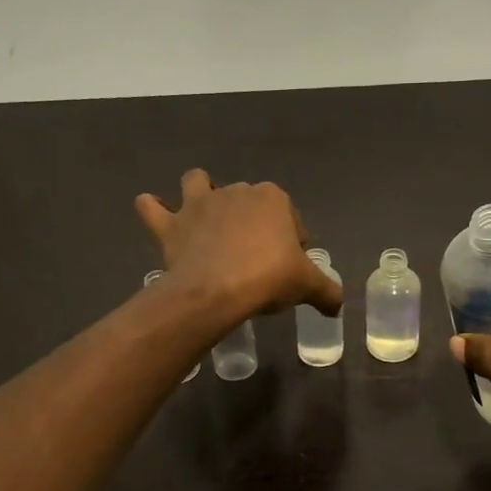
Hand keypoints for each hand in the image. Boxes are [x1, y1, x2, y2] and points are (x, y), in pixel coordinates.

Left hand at [136, 170, 342, 324]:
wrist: (217, 290)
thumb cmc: (268, 278)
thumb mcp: (307, 286)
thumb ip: (327, 292)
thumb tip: (338, 307)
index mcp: (273, 198)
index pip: (290, 219)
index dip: (292, 243)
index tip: (288, 268)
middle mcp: (236, 191)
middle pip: (249, 203)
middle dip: (253, 223)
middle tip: (256, 261)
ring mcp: (200, 204)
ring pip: (198, 183)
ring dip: (200, 194)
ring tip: (205, 219)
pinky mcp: (172, 223)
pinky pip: (152, 207)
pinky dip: (153, 209)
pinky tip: (156, 215)